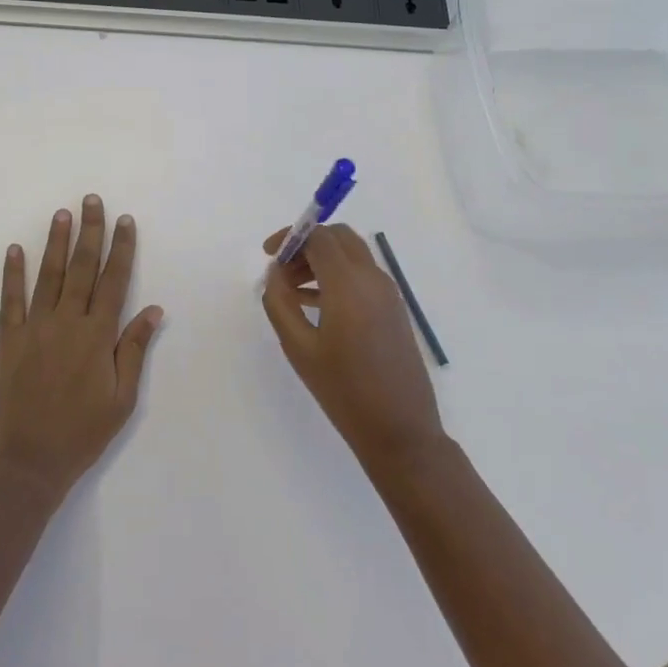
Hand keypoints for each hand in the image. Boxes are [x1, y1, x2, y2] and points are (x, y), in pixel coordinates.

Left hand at [0, 195, 163, 498]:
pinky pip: (10, 299)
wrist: (28, 462)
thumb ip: (134, 349)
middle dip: (90, 232)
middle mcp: (67, 322)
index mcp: (98, 335)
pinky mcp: (8, 340)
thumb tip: (153, 309)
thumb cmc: (82, 433)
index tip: (125, 221)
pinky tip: (14, 249)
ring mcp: (34, 328)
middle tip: (91, 200)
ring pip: (47, 275)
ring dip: (55, 242)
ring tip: (61, 214)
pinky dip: (12, 273)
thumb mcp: (122, 398)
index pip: (114, 281)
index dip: (121, 248)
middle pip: (81, 268)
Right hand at [261, 224, 444, 471]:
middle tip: (281, 270)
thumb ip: (280, 303)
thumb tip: (275, 272)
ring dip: (321, 260)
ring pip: (352, 254)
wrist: (400, 430)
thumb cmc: (344, 390)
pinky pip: (362, 275)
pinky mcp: (394, 308)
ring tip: (292, 291)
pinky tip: (315, 304)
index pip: (319, 236)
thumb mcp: (299, 347)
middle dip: (307, 244)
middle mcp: (373, 278)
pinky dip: (338, 275)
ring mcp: (388, 292)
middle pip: (338, 237)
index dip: (290, 236)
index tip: (267, 254)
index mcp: (349, 283)